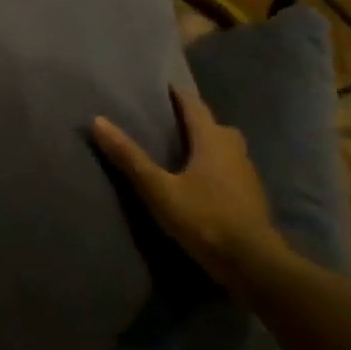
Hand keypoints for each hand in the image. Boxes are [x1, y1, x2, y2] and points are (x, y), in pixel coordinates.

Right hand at [92, 87, 282, 284]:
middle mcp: (234, 149)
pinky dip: (216, 166)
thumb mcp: (158, 189)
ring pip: (226, 147)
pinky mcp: (252, 196)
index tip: (164, 86)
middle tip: (171, 119)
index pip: (194, 107)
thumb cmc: (204, 219)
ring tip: (184, 149)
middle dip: (194, 119)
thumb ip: (129, 157)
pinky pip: (231, 169)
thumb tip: (97, 120)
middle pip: (213, 125)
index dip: (179, 95)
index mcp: (212, 140)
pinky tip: (203, 181)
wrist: (253, 263)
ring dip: (207, 143)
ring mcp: (247, 173)